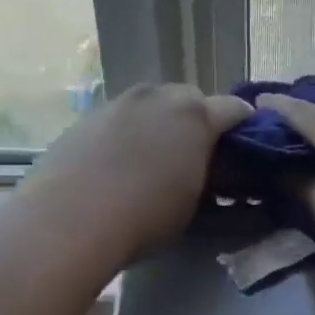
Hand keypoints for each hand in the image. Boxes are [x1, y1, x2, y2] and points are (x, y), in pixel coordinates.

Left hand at [23, 83, 252, 260]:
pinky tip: (114, 163)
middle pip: (189, 99)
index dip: (243, 125)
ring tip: (149, 158)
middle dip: (196, 120)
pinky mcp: (86, 116)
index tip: (243, 144)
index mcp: (195, 116)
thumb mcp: (192, 205)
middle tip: (193, 153)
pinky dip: (124, 133)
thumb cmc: (145, 217)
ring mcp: (118, 102)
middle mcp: (158, 97)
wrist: (70, 218)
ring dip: (157, 123)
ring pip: (150, 105)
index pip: (234, 108)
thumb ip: (208, 179)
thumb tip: (208, 172)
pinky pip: (118, 118)